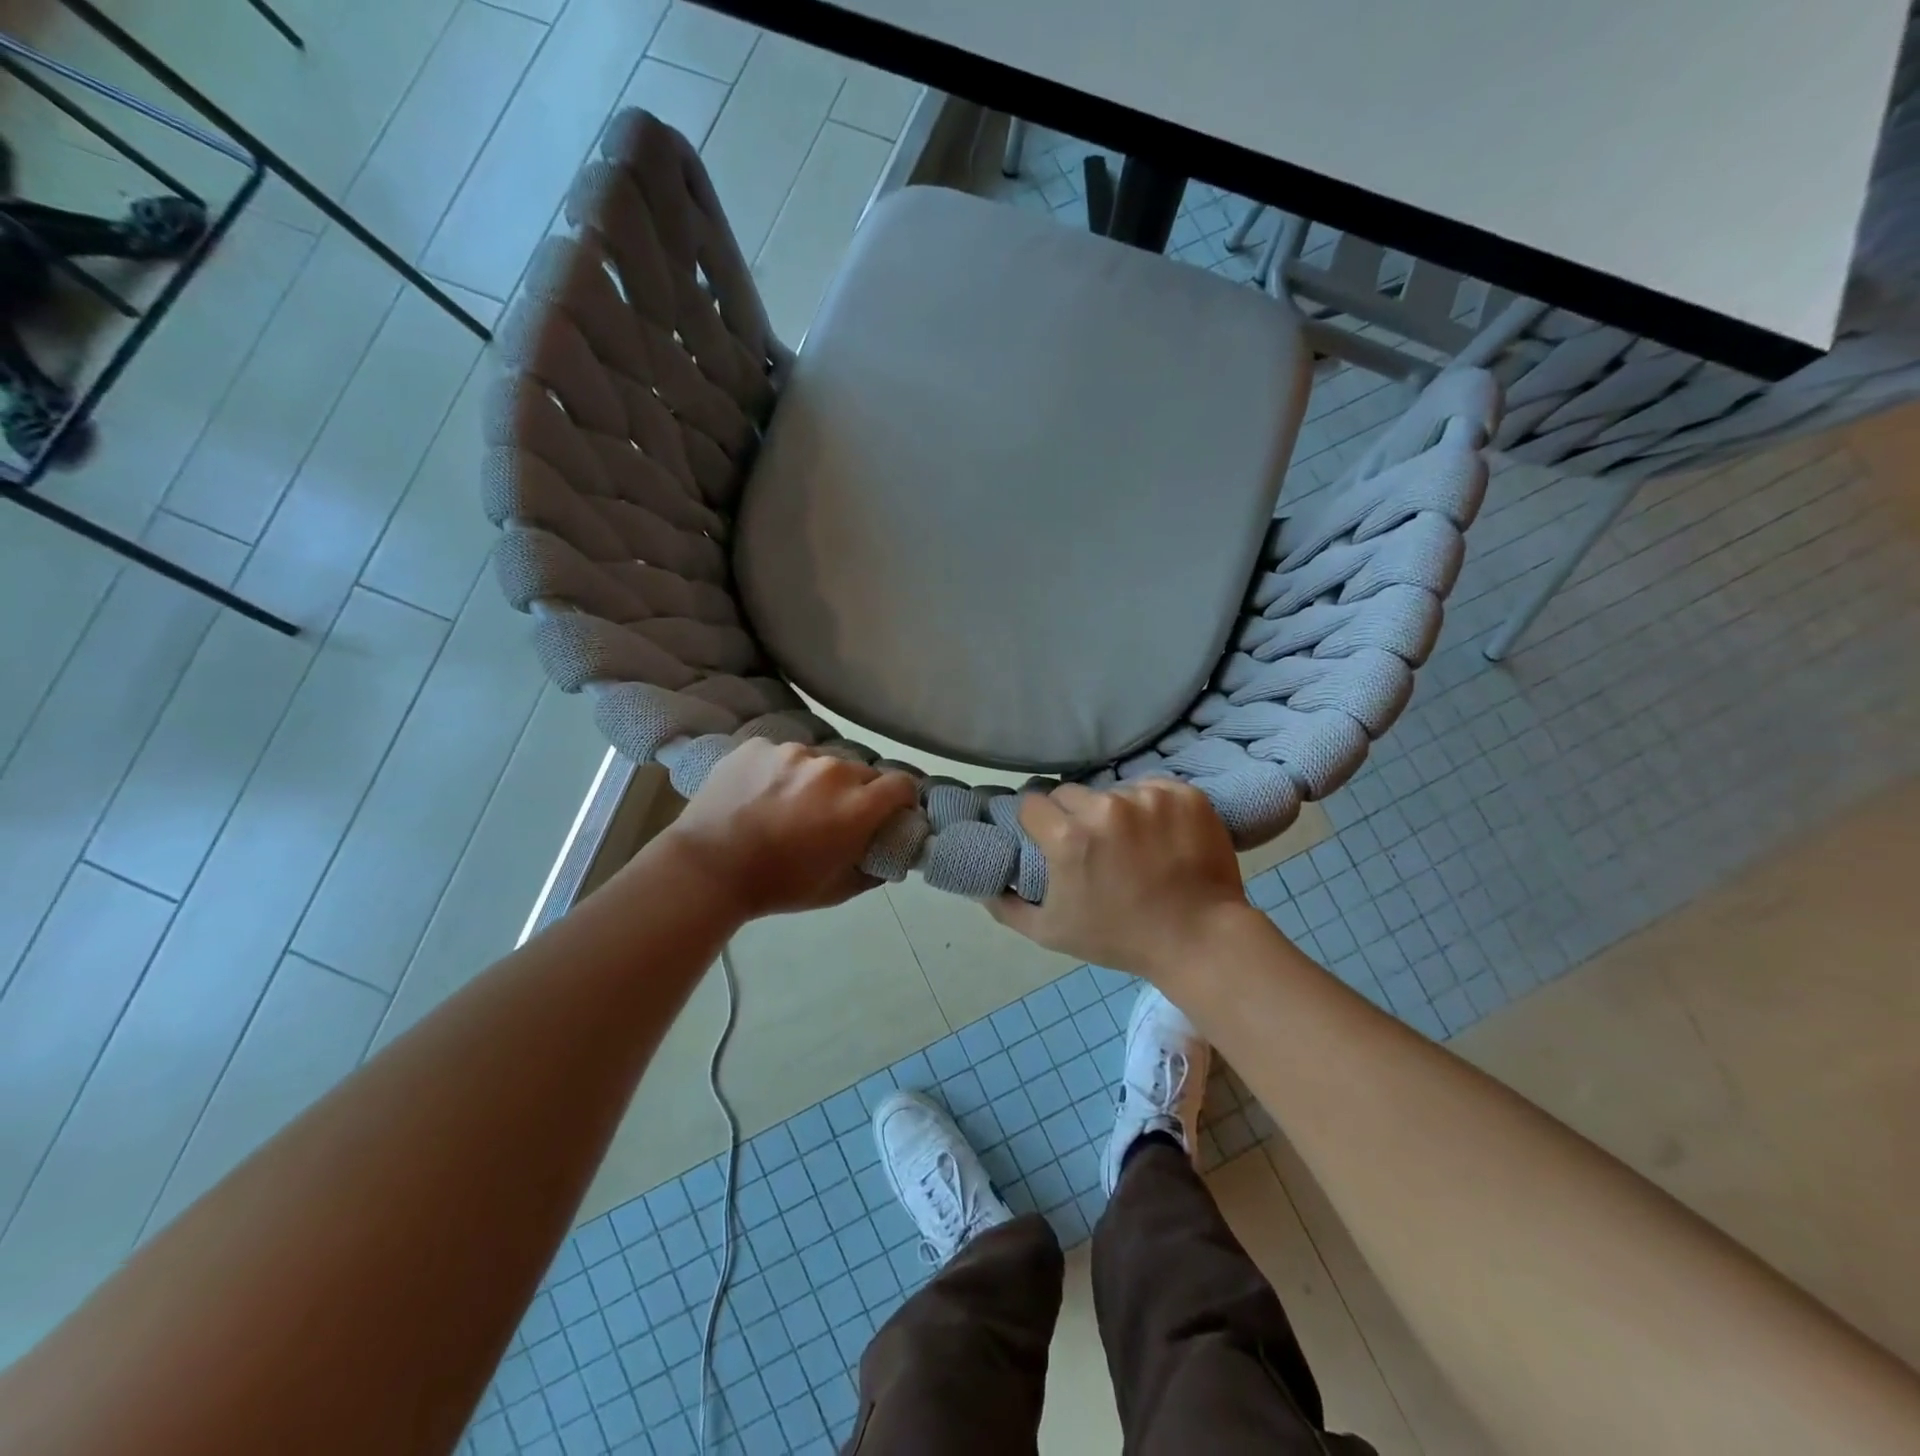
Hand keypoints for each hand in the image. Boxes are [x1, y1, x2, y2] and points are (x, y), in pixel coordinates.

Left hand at [662, 739, 919, 919]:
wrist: (706, 868)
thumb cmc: (777, 885)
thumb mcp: (836, 890)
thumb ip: (873, 870)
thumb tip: (888, 857)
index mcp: (856, 806)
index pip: (902, 783)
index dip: (900, 799)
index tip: (889, 812)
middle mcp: (832, 770)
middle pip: (862, 771)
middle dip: (857, 792)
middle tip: (833, 815)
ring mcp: (793, 753)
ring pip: (821, 760)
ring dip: (817, 779)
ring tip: (789, 804)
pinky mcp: (759, 746)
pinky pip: (783, 754)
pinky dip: (780, 771)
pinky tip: (760, 794)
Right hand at [988, 780, 1254, 981]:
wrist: (1200, 940)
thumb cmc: (1121, 939)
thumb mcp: (1052, 933)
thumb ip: (1007, 906)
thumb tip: (981, 885)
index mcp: (1069, 838)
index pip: (1033, 804)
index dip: (1036, 823)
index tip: (1048, 839)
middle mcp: (1106, 808)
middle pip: (1070, 793)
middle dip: (1072, 815)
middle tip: (1090, 844)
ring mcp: (1149, 798)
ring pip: (1113, 790)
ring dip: (1114, 811)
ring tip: (1132, 843)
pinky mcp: (1184, 795)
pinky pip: (1152, 787)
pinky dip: (1152, 806)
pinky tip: (1161, 834)